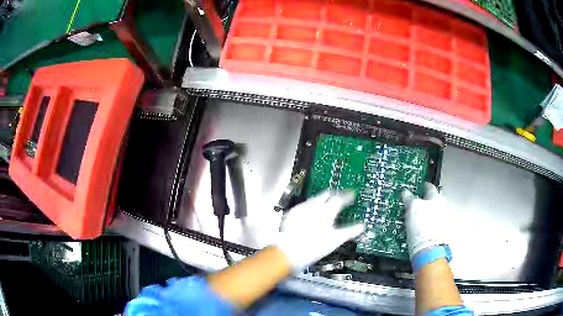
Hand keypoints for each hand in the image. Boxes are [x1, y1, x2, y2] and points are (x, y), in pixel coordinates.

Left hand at [275, 190, 364, 272]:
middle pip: (326, 195)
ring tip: (324, 202)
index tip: (351, 195)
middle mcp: (314, 207)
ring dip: (320, 199)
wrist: (290, 251)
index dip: (347, 196)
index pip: (340, 199)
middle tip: (338, 196)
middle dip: (333, 195)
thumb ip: (350, 231)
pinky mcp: (292, 214)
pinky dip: (308, 207)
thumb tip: (361, 227)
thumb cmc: (315, 247)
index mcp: (327, 212)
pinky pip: (302, 206)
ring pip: (313, 199)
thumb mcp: (336, 240)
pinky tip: (308, 211)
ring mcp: (301, 209)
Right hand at [402, 183, 448, 258]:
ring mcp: (439, 220)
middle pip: (429, 200)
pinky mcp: (435, 232)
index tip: (414, 187)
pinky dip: (420, 223)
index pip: (429, 186)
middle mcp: (440, 206)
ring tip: (408, 217)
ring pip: (428, 212)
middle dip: (420, 201)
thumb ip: (409, 198)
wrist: (428, 248)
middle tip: (408, 203)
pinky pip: (427, 223)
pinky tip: (413, 227)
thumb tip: (405, 192)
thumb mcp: (412, 207)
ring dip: (420, 213)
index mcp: (436, 197)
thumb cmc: (422, 224)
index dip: (420, 186)